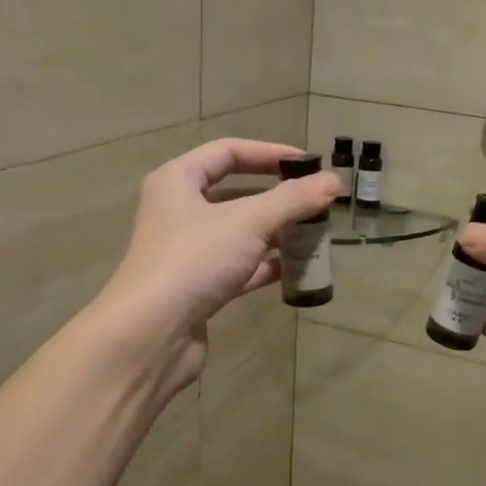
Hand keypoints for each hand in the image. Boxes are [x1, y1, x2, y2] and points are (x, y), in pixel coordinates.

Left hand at [96, 138, 340, 387]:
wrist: (152, 333)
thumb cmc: (195, 260)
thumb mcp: (249, 221)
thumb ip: (293, 200)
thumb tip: (333, 181)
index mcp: (177, 181)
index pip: (227, 152)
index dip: (269, 153)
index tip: (308, 164)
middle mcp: (178, 212)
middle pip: (235, 193)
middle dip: (277, 198)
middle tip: (315, 203)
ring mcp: (187, 252)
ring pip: (239, 233)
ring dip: (275, 233)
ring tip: (314, 236)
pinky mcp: (198, 287)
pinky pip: (239, 267)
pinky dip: (265, 266)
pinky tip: (296, 270)